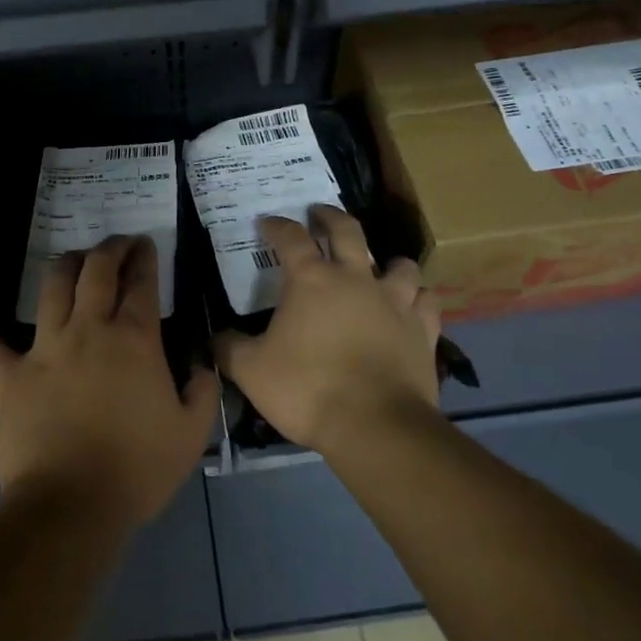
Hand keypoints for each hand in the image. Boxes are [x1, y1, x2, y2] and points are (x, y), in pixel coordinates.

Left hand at [0, 236, 219, 535]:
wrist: (70, 506)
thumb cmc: (137, 469)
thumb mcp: (191, 435)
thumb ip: (202, 392)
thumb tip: (201, 366)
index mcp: (133, 339)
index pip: (140, 282)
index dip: (144, 258)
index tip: (145, 244)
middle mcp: (88, 329)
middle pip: (96, 269)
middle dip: (109, 248)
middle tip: (117, 243)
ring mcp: (45, 349)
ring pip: (51, 288)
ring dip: (64, 268)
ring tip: (72, 263)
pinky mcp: (11, 377)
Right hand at [213, 207, 442, 454]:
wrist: (375, 426)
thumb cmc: (308, 390)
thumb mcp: (252, 371)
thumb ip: (230, 349)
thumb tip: (213, 338)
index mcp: (311, 280)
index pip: (290, 238)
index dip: (277, 226)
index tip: (267, 222)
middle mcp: (355, 279)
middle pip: (347, 231)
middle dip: (331, 217)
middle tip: (320, 213)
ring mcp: (394, 301)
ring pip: (399, 264)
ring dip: (388, 261)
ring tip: (379, 266)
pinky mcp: (423, 329)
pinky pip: (427, 302)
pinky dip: (419, 299)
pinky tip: (413, 306)